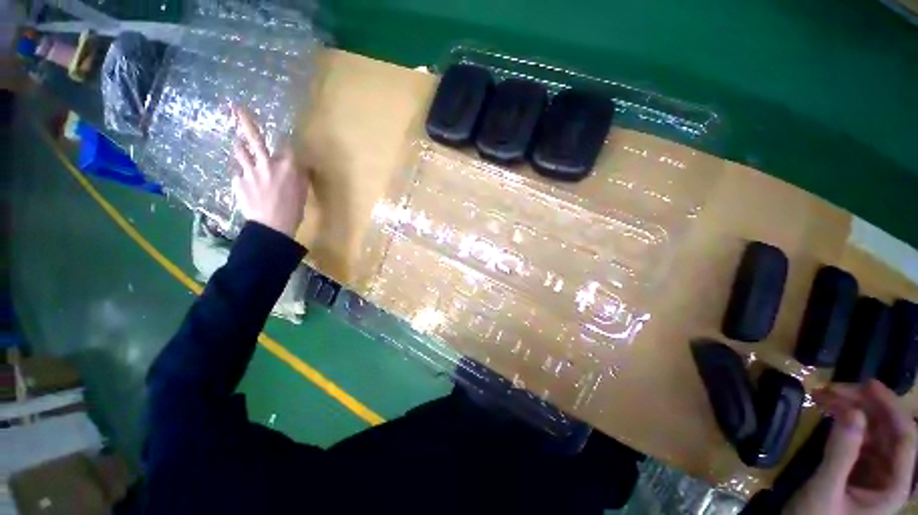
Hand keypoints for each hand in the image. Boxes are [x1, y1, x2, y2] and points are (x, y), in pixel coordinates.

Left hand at [231, 106, 307, 236]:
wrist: (272, 227)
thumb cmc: (293, 210)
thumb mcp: (303, 193)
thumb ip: (302, 176)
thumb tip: (306, 166)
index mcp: (287, 166)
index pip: (287, 147)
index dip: (287, 147)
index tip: (286, 148)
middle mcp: (267, 164)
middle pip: (254, 138)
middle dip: (245, 121)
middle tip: (236, 107)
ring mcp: (249, 172)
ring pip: (240, 152)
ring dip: (240, 146)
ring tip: (238, 142)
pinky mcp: (237, 182)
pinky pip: (239, 175)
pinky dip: (244, 177)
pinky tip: (248, 186)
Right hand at [784, 380, 916, 514]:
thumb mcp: (825, 490)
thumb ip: (841, 454)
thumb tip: (852, 410)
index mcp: (894, 487)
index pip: (905, 439)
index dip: (891, 408)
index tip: (866, 384)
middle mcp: (891, 475)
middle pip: (889, 431)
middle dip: (866, 405)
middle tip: (835, 388)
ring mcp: (874, 471)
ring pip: (874, 430)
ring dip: (853, 409)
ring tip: (825, 395)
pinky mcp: (858, 468)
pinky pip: (859, 437)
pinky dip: (845, 420)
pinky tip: (829, 410)